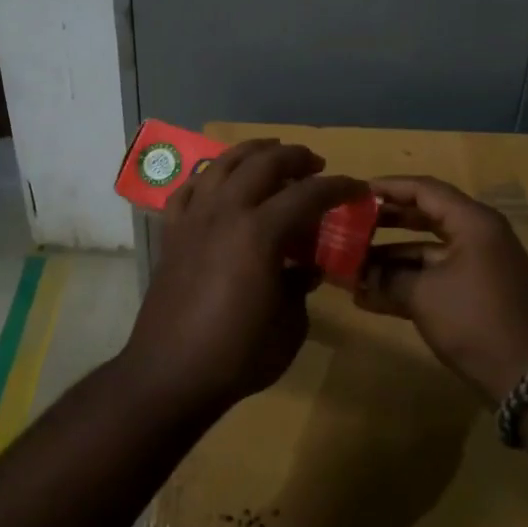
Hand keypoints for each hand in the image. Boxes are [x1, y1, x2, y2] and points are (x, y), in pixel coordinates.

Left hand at [119, 140, 365, 419]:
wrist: (171, 374)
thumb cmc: (238, 355)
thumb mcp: (289, 325)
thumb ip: (300, 285)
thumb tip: (303, 267)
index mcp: (260, 232)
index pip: (308, 194)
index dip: (338, 187)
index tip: (357, 188)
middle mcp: (225, 212)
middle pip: (263, 163)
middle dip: (295, 157)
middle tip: (316, 164)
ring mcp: (194, 219)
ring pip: (222, 165)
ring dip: (251, 152)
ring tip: (270, 153)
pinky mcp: (171, 234)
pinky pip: (188, 190)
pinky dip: (207, 178)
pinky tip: (217, 182)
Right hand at [355, 176, 527, 403]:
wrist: (525, 376)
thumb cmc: (473, 320)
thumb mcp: (423, 295)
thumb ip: (387, 278)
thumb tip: (356, 275)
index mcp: (473, 222)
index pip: (425, 190)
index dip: (388, 188)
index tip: (355, 192)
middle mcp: (478, 235)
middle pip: (425, 216)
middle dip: (386, 222)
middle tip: (351, 223)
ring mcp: (479, 265)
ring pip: (427, 250)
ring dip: (391, 257)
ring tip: (352, 264)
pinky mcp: (476, 292)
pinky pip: (436, 275)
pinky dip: (407, 281)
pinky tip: (370, 295)